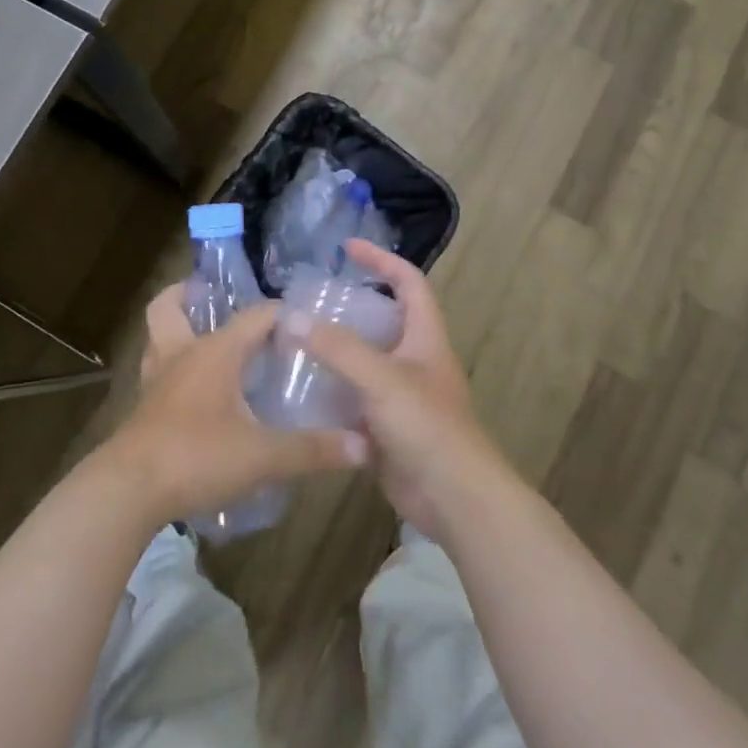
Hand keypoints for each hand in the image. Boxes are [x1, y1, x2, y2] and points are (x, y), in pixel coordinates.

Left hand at [102, 285, 365, 522]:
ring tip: (202, 339)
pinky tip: (192, 392)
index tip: (306, 322)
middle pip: (169, 308)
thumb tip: (362, 445)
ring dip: (175, 331)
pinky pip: (156, 374)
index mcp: (214, 352)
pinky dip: (171, 370)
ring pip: (157, 339)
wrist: (128, 492)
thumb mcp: (263, 457)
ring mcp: (156, 382)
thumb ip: (312, 449)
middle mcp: (181, 355)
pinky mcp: (143, 410)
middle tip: (212, 298)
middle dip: (188, 295)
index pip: (255, 316)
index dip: (282, 313)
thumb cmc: (197, 457)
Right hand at [289, 240, 510, 539]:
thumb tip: (291, 318)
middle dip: (348, 308)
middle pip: (381, 320)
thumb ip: (338, 347)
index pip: (407, 281)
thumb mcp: (382, 378)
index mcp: (424, 336)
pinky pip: (354, 400)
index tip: (347, 248)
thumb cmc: (427, 426)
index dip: (381, 260)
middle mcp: (413, 359)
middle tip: (308, 303)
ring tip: (294, 342)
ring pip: (364, 362)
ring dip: (334, 352)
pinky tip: (299, 393)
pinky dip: (331, 393)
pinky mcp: (386, 427)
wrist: (455, 498)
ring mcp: (400, 395)